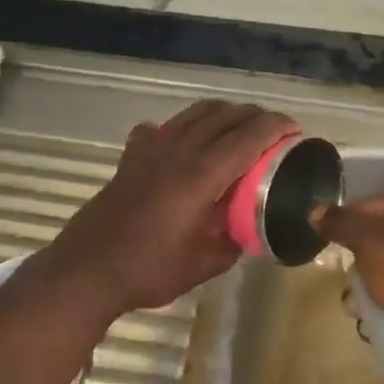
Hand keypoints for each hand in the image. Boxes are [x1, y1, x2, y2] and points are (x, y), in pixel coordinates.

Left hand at [42, 100, 296, 317]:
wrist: (88, 269)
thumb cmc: (149, 270)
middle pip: (223, 115)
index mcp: (200, 176)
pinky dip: (182, 127)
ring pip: (194, 113)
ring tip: (238, 127)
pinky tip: (184, 144)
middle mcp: (178, 151)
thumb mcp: (204, 264)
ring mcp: (150, 148)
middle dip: (254, 115)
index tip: (295, 129)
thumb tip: (247, 227)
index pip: (247, 137)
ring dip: (223, 113)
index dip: (274, 127)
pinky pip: (162, 127)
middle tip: (273, 130)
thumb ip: (233, 240)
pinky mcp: (131, 156)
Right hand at [320, 193, 383, 360]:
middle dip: (356, 266)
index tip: (326, 245)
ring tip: (360, 310)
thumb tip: (315, 209)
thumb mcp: (367, 240)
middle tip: (347, 283)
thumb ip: (339, 224)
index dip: (342, 223)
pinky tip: (377, 322)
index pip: (364, 205)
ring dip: (369, 293)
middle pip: (374, 242)